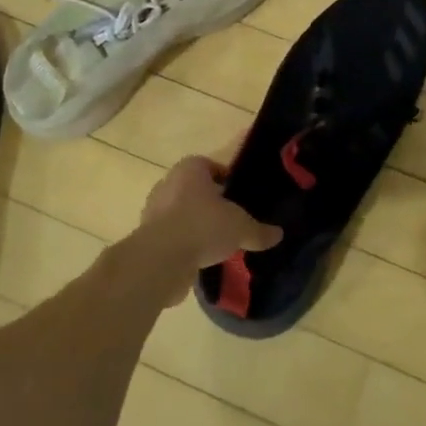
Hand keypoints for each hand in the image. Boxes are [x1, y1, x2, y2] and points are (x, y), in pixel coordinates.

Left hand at [134, 156, 282, 305]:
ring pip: (182, 214)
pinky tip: (202, 259)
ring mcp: (154, 211)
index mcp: (190, 169)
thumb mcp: (241, 228)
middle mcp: (168, 184)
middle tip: (232, 219)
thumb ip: (259, 231)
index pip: (210, 166)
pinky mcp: (147, 237)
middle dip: (212, 204)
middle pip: (195, 190)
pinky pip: (173, 236)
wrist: (160, 260)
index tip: (240, 196)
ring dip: (197, 226)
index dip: (227, 179)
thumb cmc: (202, 226)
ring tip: (218, 243)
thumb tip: (278, 234)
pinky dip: (185, 245)